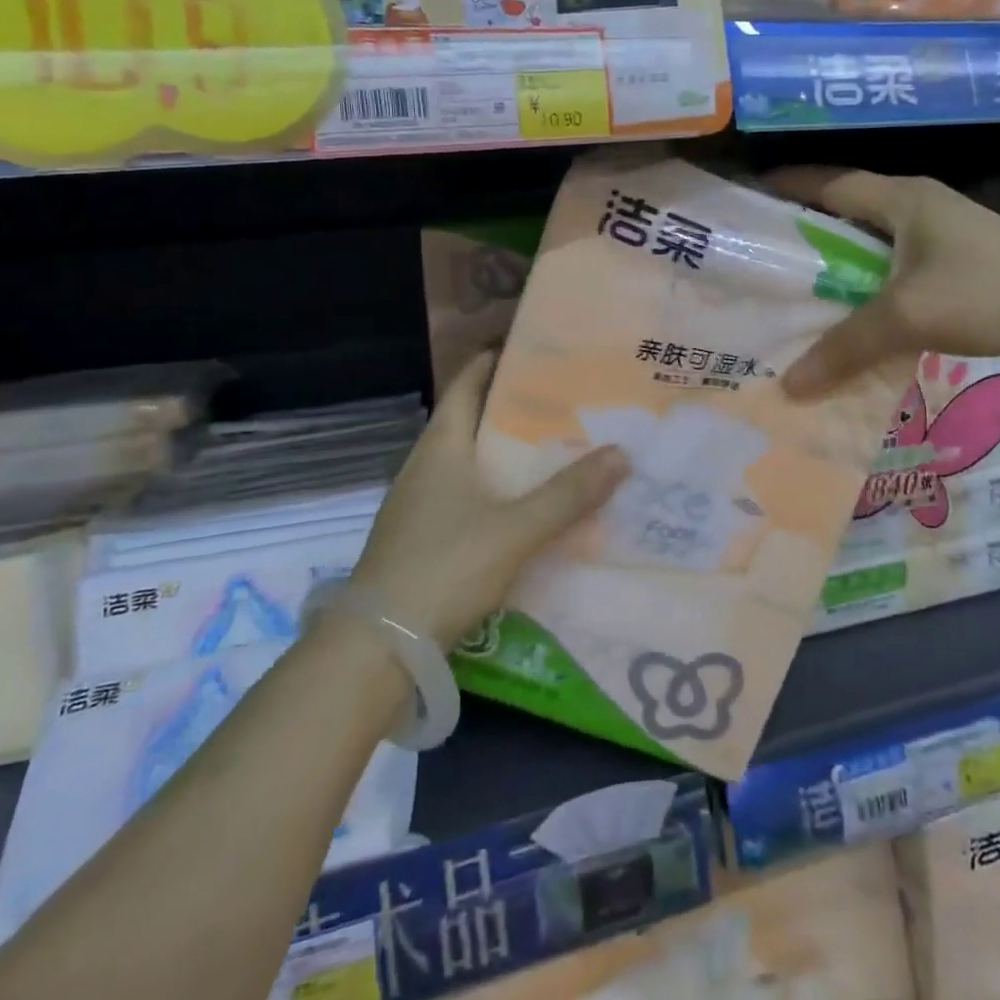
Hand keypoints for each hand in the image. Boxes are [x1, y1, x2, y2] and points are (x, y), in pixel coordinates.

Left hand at [345, 352, 628, 649]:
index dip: (495, 361)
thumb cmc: (445, 568)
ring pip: (468, 463)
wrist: (377, 648)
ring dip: (504, 454)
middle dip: (511, 409)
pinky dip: (495, 492)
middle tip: (563, 401)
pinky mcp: (420, 540)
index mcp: (441, 447)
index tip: (535, 351)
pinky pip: (465, 498)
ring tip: (553, 450)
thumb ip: (569, 494)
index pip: (466, 384)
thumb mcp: (516, 529)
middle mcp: (425, 467)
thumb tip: (622, 453)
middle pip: (469, 421)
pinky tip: (524, 509)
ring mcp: (418, 506)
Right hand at [770, 168, 999, 398]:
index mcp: (901, 199)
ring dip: (838, 266)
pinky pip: (895, 270)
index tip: (747, 201)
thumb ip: (845, 347)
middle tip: (761, 261)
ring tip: (796, 293)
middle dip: (805, 233)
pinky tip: (852, 318)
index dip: (786, 187)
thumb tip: (788, 387)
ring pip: (870, 245)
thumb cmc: (987, 291)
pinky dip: (868, 288)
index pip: (828, 182)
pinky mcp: (956, 264)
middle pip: (845, 213)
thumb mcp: (907, 317)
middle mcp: (917, 207)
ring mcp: (940, 235)